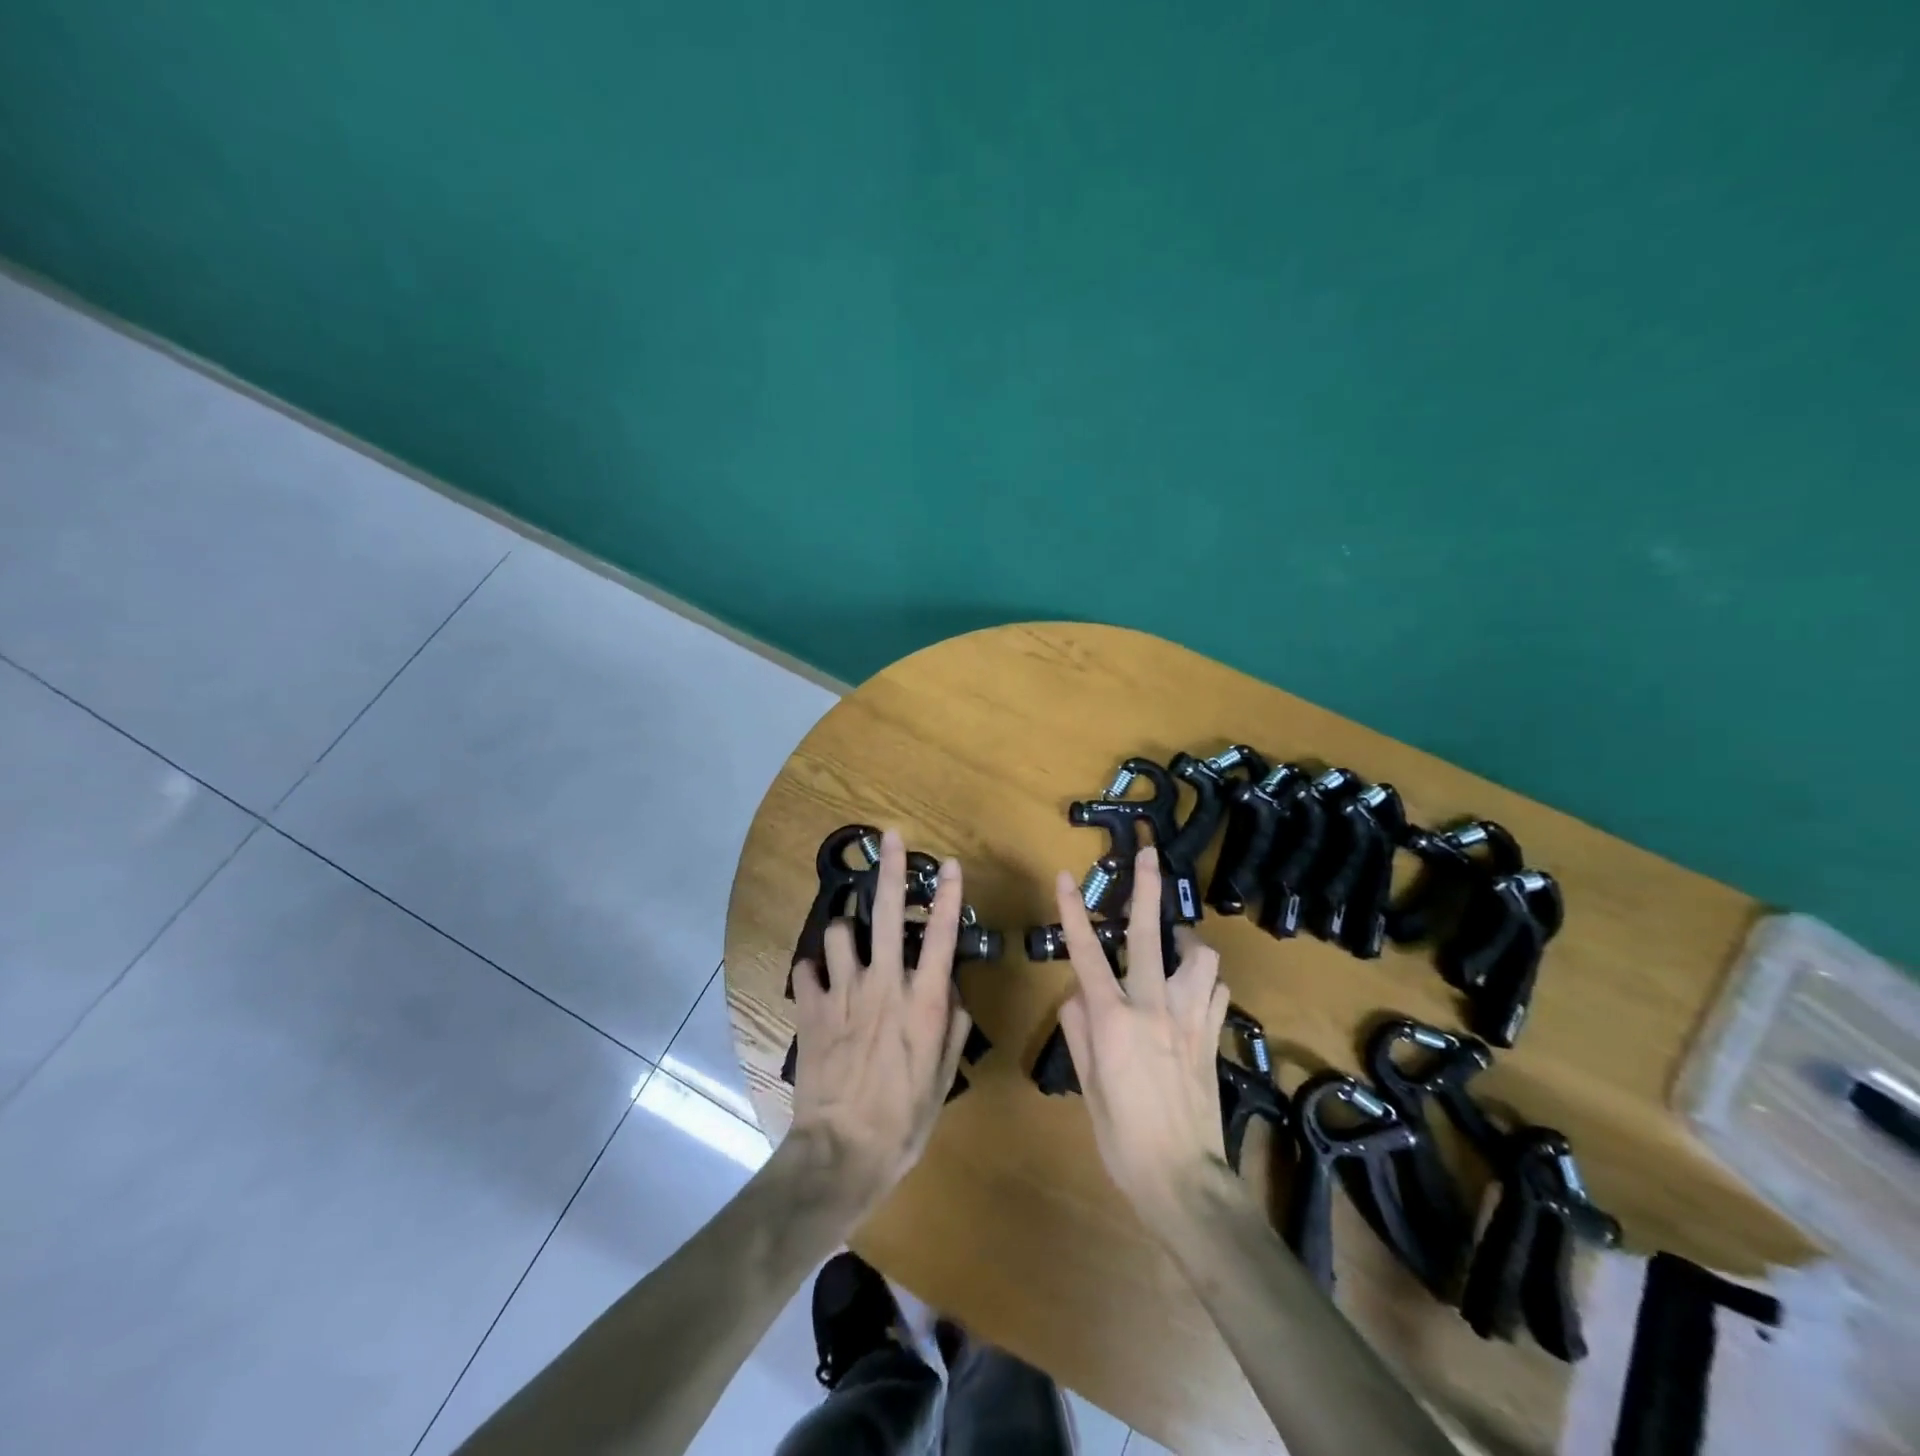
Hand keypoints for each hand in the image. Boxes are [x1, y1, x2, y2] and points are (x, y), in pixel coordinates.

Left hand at [787, 829, 971, 1216]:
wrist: (841, 1152)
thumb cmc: (904, 1120)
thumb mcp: (943, 1077)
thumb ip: (951, 1025)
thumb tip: (950, 989)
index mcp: (923, 1001)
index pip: (942, 935)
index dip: (947, 894)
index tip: (949, 863)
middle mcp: (884, 984)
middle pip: (889, 913)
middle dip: (890, 869)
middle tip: (890, 838)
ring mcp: (843, 992)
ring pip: (840, 932)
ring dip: (846, 932)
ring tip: (850, 944)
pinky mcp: (811, 1009)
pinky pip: (806, 969)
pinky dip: (813, 971)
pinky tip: (818, 983)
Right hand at [1055, 845, 1235, 1239]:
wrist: (1184, 1180)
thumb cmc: (1122, 1137)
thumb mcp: (1087, 1085)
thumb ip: (1079, 1031)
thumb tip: (1078, 995)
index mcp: (1114, 1019)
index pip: (1086, 953)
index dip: (1073, 912)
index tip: (1066, 877)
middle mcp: (1153, 1007)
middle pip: (1150, 933)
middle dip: (1147, 887)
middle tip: (1149, 853)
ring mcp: (1189, 1018)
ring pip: (1199, 956)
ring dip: (1186, 940)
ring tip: (1175, 941)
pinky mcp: (1212, 1035)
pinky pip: (1214, 990)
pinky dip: (1203, 981)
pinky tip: (1194, 989)